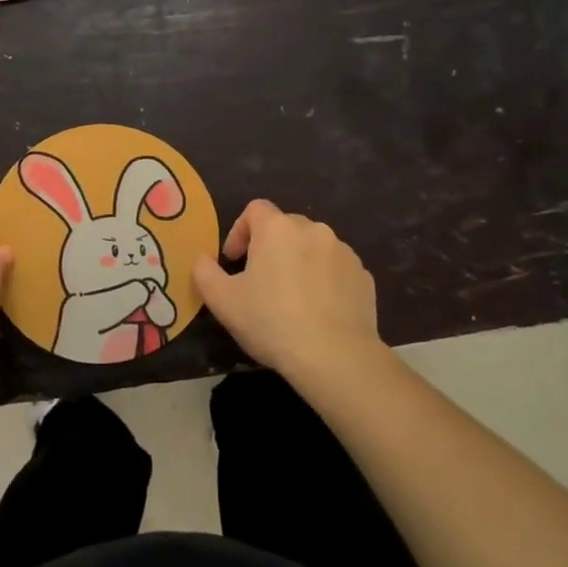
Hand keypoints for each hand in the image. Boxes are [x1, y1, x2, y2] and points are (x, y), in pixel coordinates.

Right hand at [192, 200, 380, 378]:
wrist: (335, 356)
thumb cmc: (271, 322)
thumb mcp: (222, 301)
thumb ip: (204, 272)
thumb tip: (203, 260)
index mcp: (277, 229)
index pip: (254, 210)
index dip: (240, 231)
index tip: (234, 261)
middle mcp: (313, 230)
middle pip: (285, 227)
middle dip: (270, 247)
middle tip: (260, 281)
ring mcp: (343, 252)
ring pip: (313, 247)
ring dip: (299, 262)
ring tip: (291, 299)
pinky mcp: (364, 276)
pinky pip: (336, 270)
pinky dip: (325, 281)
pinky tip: (318, 311)